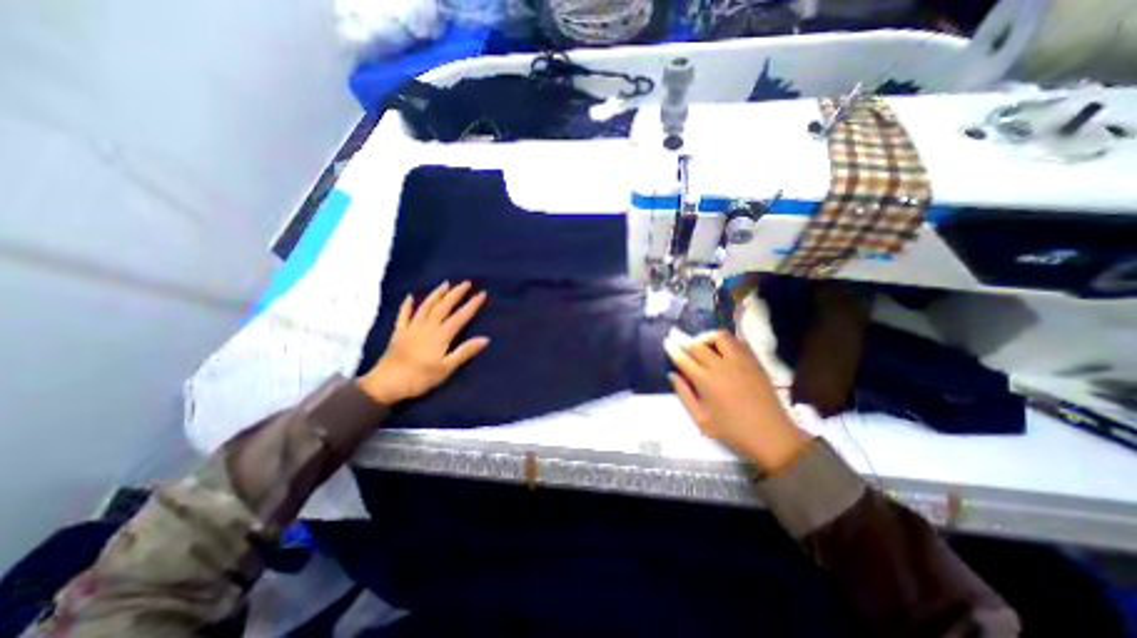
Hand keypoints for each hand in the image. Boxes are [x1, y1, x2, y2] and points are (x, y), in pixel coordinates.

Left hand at [359, 279, 488, 403]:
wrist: (386, 384)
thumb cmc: (419, 378)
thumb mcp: (446, 368)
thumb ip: (465, 352)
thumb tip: (485, 339)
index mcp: (440, 335)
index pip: (460, 317)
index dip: (472, 305)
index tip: (482, 293)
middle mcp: (427, 327)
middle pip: (443, 306)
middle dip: (456, 293)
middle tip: (466, 282)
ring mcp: (411, 328)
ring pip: (426, 306)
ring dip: (436, 294)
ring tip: (445, 283)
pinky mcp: (398, 333)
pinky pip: (403, 315)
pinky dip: (407, 305)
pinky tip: (410, 297)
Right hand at [668, 329, 812, 473]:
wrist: (770, 434)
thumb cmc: (732, 430)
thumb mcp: (701, 418)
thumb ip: (684, 394)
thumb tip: (672, 374)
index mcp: (706, 382)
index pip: (684, 359)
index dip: (673, 349)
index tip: (667, 342)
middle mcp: (722, 366)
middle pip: (698, 345)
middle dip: (684, 340)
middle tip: (679, 340)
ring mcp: (740, 361)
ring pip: (720, 336)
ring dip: (707, 337)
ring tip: (702, 344)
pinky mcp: (754, 361)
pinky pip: (738, 341)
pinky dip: (726, 341)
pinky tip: (722, 349)